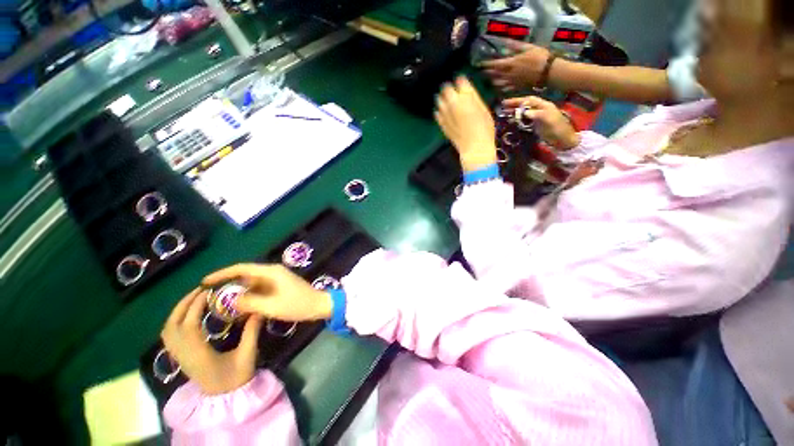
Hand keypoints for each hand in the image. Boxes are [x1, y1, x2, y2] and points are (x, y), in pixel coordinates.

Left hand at [161, 289, 262, 394]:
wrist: (224, 398)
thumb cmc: (236, 378)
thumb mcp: (247, 354)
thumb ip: (252, 331)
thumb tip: (258, 309)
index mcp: (198, 354)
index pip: (188, 326)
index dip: (195, 306)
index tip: (208, 291)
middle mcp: (183, 355)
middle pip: (172, 326)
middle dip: (184, 304)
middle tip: (201, 289)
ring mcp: (179, 357)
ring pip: (167, 330)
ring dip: (177, 311)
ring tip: (194, 298)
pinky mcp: (179, 357)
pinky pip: (169, 336)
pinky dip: (175, 320)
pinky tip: (187, 315)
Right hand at [202, 264, 332, 321]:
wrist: (319, 305)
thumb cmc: (297, 304)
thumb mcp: (271, 306)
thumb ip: (249, 302)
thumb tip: (229, 300)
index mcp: (270, 272)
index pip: (241, 268)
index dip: (222, 274)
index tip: (205, 282)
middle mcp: (272, 273)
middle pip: (245, 277)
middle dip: (229, 287)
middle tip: (212, 299)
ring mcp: (276, 280)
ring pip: (252, 285)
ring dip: (239, 295)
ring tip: (223, 308)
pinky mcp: (279, 287)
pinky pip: (260, 291)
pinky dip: (250, 299)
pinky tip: (241, 311)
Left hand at [434, 77, 496, 171]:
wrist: (474, 147)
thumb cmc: (484, 128)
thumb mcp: (483, 109)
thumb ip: (473, 98)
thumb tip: (466, 90)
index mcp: (466, 95)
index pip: (460, 80)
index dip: (461, 81)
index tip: (462, 84)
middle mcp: (453, 102)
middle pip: (446, 87)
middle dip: (449, 88)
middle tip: (453, 92)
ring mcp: (445, 113)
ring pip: (439, 99)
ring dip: (442, 98)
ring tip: (447, 101)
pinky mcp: (441, 123)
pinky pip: (437, 113)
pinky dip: (439, 111)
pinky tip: (444, 113)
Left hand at [482, 41, 551, 91]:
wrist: (548, 71)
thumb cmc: (539, 57)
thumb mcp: (527, 47)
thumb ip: (514, 45)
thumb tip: (503, 41)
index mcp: (510, 63)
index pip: (494, 65)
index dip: (486, 64)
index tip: (481, 64)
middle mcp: (508, 74)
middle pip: (494, 75)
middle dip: (488, 73)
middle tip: (483, 72)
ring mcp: (511, 82)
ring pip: (497, 84)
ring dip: (493, 81)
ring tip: (491, 79)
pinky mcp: (516, 88)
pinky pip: (505, 89)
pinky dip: (500, 88)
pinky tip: (499, 87)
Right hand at [502, 96, 580, 149]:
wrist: (563, 140)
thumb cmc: (557, 129)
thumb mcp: (548, 120)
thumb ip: (537, 114)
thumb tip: (524, 111)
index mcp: (544, 105)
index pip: (529, 100)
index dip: (518, 100)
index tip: (506, 103)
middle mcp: (540, 109)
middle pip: (525, 105)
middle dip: (514, 105)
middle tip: (502, 106)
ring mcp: (537, 117)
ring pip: (524, 112)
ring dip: (514, 112)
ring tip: (504, 113)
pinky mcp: (535, 125)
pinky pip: (524, 120)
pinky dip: (517, 119)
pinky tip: (511, 121)